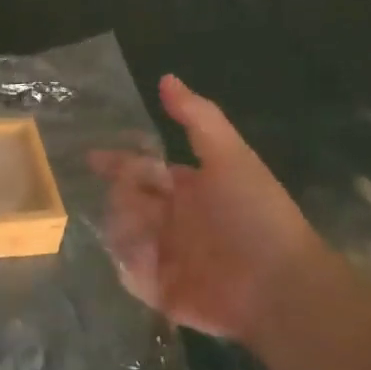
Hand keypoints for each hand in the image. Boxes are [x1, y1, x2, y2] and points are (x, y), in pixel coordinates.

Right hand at [91, 75, 322, 339]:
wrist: (278, 287)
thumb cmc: (255, 216)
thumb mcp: (230, 157)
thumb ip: (198, 117)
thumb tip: (166, 78)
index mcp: (189, 189)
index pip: (143, 170)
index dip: (119, 162)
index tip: (93, 157)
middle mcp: (174, 220)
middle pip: (126, 201)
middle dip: (120, 196)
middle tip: (128, 199)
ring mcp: (166, 256)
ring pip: (121, 235)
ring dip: (123, 229)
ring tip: (141, 232)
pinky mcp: (160, 291)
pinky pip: (128, 274)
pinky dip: (128, 265)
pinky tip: (141, 259)